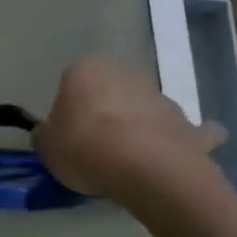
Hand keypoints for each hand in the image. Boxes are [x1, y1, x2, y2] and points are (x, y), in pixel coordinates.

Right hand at [35, 55, 224, 198]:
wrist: (143, 167)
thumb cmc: (83, 146)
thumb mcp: (46, 146)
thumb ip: (46, 136)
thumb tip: (48, 135)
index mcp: (87, 69)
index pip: (72, 83)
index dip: (69, 110)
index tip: (67, 135)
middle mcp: (128, 73)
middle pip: (113, 92)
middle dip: (108, 112)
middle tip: (96, 147)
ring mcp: (163, 97)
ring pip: (146, 109)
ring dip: (140, 127)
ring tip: (130, 163)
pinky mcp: (190, 125)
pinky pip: (184, 133)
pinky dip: (180, 142)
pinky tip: (172, 162)